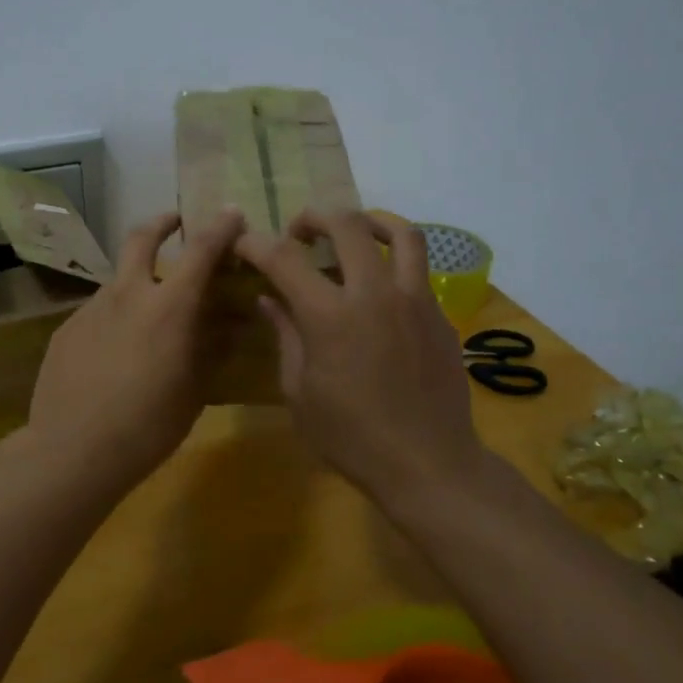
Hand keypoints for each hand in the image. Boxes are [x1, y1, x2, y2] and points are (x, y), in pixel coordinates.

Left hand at [25, 207, 245, 494]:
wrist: (72, 451)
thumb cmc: (147, 427)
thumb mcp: (193, 391)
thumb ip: (211, 349)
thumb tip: (229, 324)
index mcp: (168, 307)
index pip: (201, 250)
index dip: (220, 227)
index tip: (231, 214)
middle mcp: (127, 294)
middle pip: (142, 237)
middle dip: (162, 222)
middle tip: (174, 222)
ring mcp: (90, 309)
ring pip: (118, 280)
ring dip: (137, 283)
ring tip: (146, 318)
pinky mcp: (65, 329)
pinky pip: (97, 312)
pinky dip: (114, 318)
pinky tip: (112, 354)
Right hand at [235, 210, 486, 503]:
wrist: (427, 464)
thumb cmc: (351, 437)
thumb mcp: (300, 392)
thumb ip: (286, 336)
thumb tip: (269, 300)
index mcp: (330, 317)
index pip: (284, 258)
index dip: (256, 243)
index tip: (243, 243)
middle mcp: (374, 294)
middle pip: (346, 225)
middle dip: (313, 218)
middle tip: (299, 233)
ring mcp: (414, 300)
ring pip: (400, 233)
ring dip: (368, 221)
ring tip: (352, 232)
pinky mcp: (439, 315)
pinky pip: (418, 269)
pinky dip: (393, 261)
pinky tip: (380, 286)